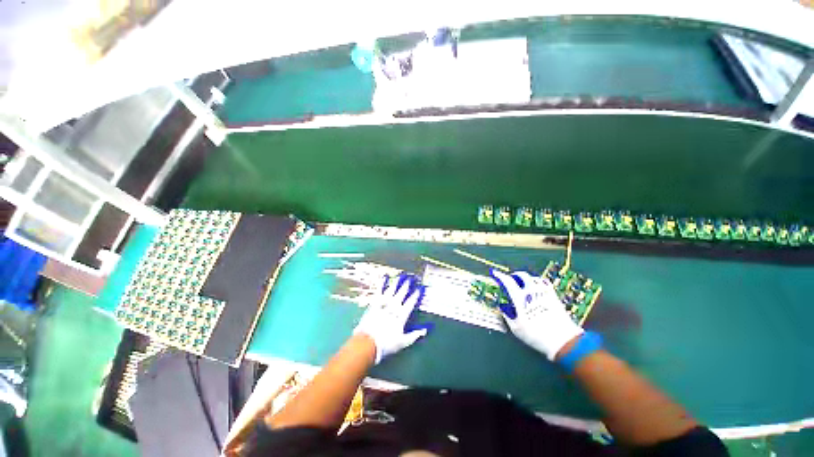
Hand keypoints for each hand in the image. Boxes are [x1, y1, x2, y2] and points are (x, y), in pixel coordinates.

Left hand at [354, 273, 429, 363]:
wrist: (367, 343)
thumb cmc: (386, 344)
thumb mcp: (403, 342)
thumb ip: (414, 335)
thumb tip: (425, 330)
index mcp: (401, 316)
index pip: (410, 303)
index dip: (415, 295)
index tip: (419, 288)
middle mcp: (393, 307)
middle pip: (401, 294)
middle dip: (407, 286)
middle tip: (411, 278)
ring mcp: (383, 304)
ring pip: (392, 291)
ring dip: (397, 283)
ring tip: (401, 276)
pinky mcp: (374, 304)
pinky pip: (379, 291)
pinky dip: (382, 284)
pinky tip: (384, 278)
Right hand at [490, 270, 582, 360]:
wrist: (563, 340)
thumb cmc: (537, 335)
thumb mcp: (517, 328)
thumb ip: (507, 315)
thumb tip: (503, 307)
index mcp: (520, 298)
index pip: (508, 281)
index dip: (500, 275)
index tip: (495, 273)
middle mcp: (531, 292)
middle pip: (521, 275)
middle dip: (513, 276)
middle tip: (509, 281)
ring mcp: (544, 292)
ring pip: (533, 277)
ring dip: (525, 278)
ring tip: (522, 284)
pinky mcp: (553, 296)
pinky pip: (544, 282)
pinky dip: (537, 282)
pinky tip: (536, 287)